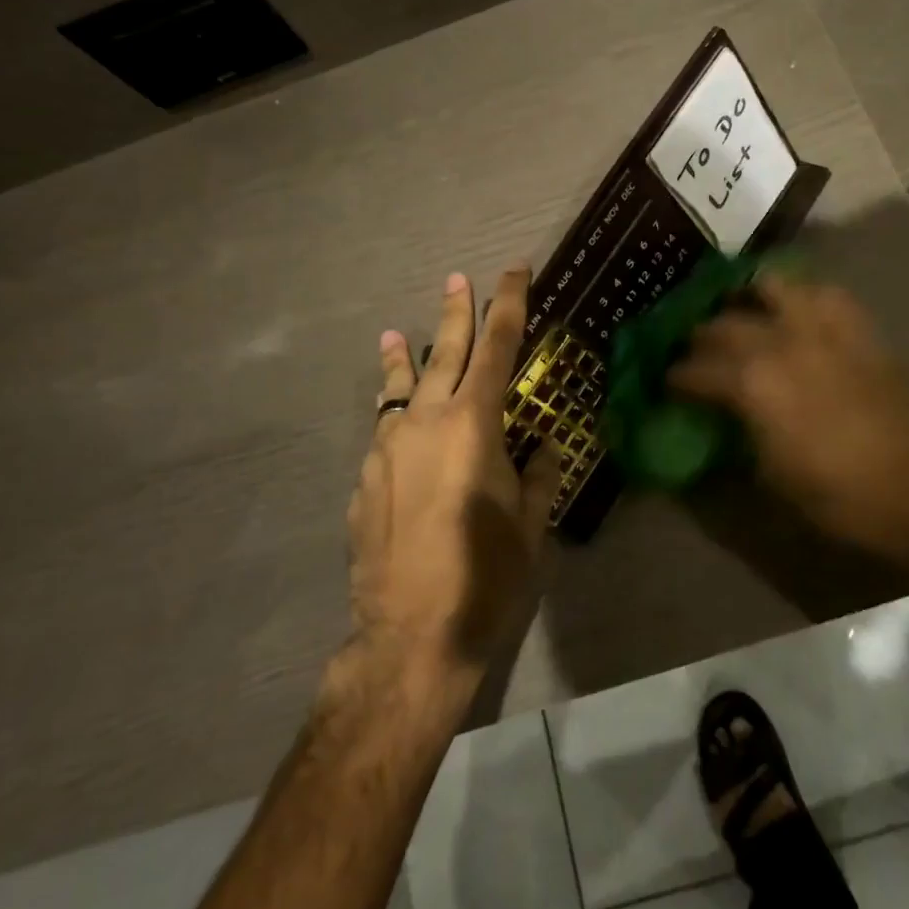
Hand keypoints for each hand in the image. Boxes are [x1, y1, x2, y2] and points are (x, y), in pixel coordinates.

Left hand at [349, 266, 558, 677]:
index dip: (507, 304)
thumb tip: (543, 444)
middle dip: (454, 314)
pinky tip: (396, 426)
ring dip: (402, 359)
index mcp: (473, 424)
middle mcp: (425, 423)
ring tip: (393, 335)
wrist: (409, 637)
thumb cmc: (485, 575)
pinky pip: (384, 432)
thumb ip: (538, 472)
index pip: (496, 347)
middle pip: (442, 353)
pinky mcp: (365, 480)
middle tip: (457, 280)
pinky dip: (394, 416)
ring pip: (398, 389)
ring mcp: (387, 450)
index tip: (512, 271)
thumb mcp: (530, 522)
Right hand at [668, 276, 908, 563]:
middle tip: (696, 352)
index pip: (693, 370)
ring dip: (747, 296)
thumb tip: (718, 418)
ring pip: (768, 285)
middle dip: (700, 338)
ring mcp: (818, 326)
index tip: (667, 383)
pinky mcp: (853, 324)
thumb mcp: (769, 475)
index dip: (674, 377)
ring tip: (741, 309)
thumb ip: (736, 434)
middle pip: (720, 325)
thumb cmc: (836, 492)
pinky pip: (821, 292)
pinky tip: (796, 311)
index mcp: (749, 383)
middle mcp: (777, 341)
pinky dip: (801, 295)